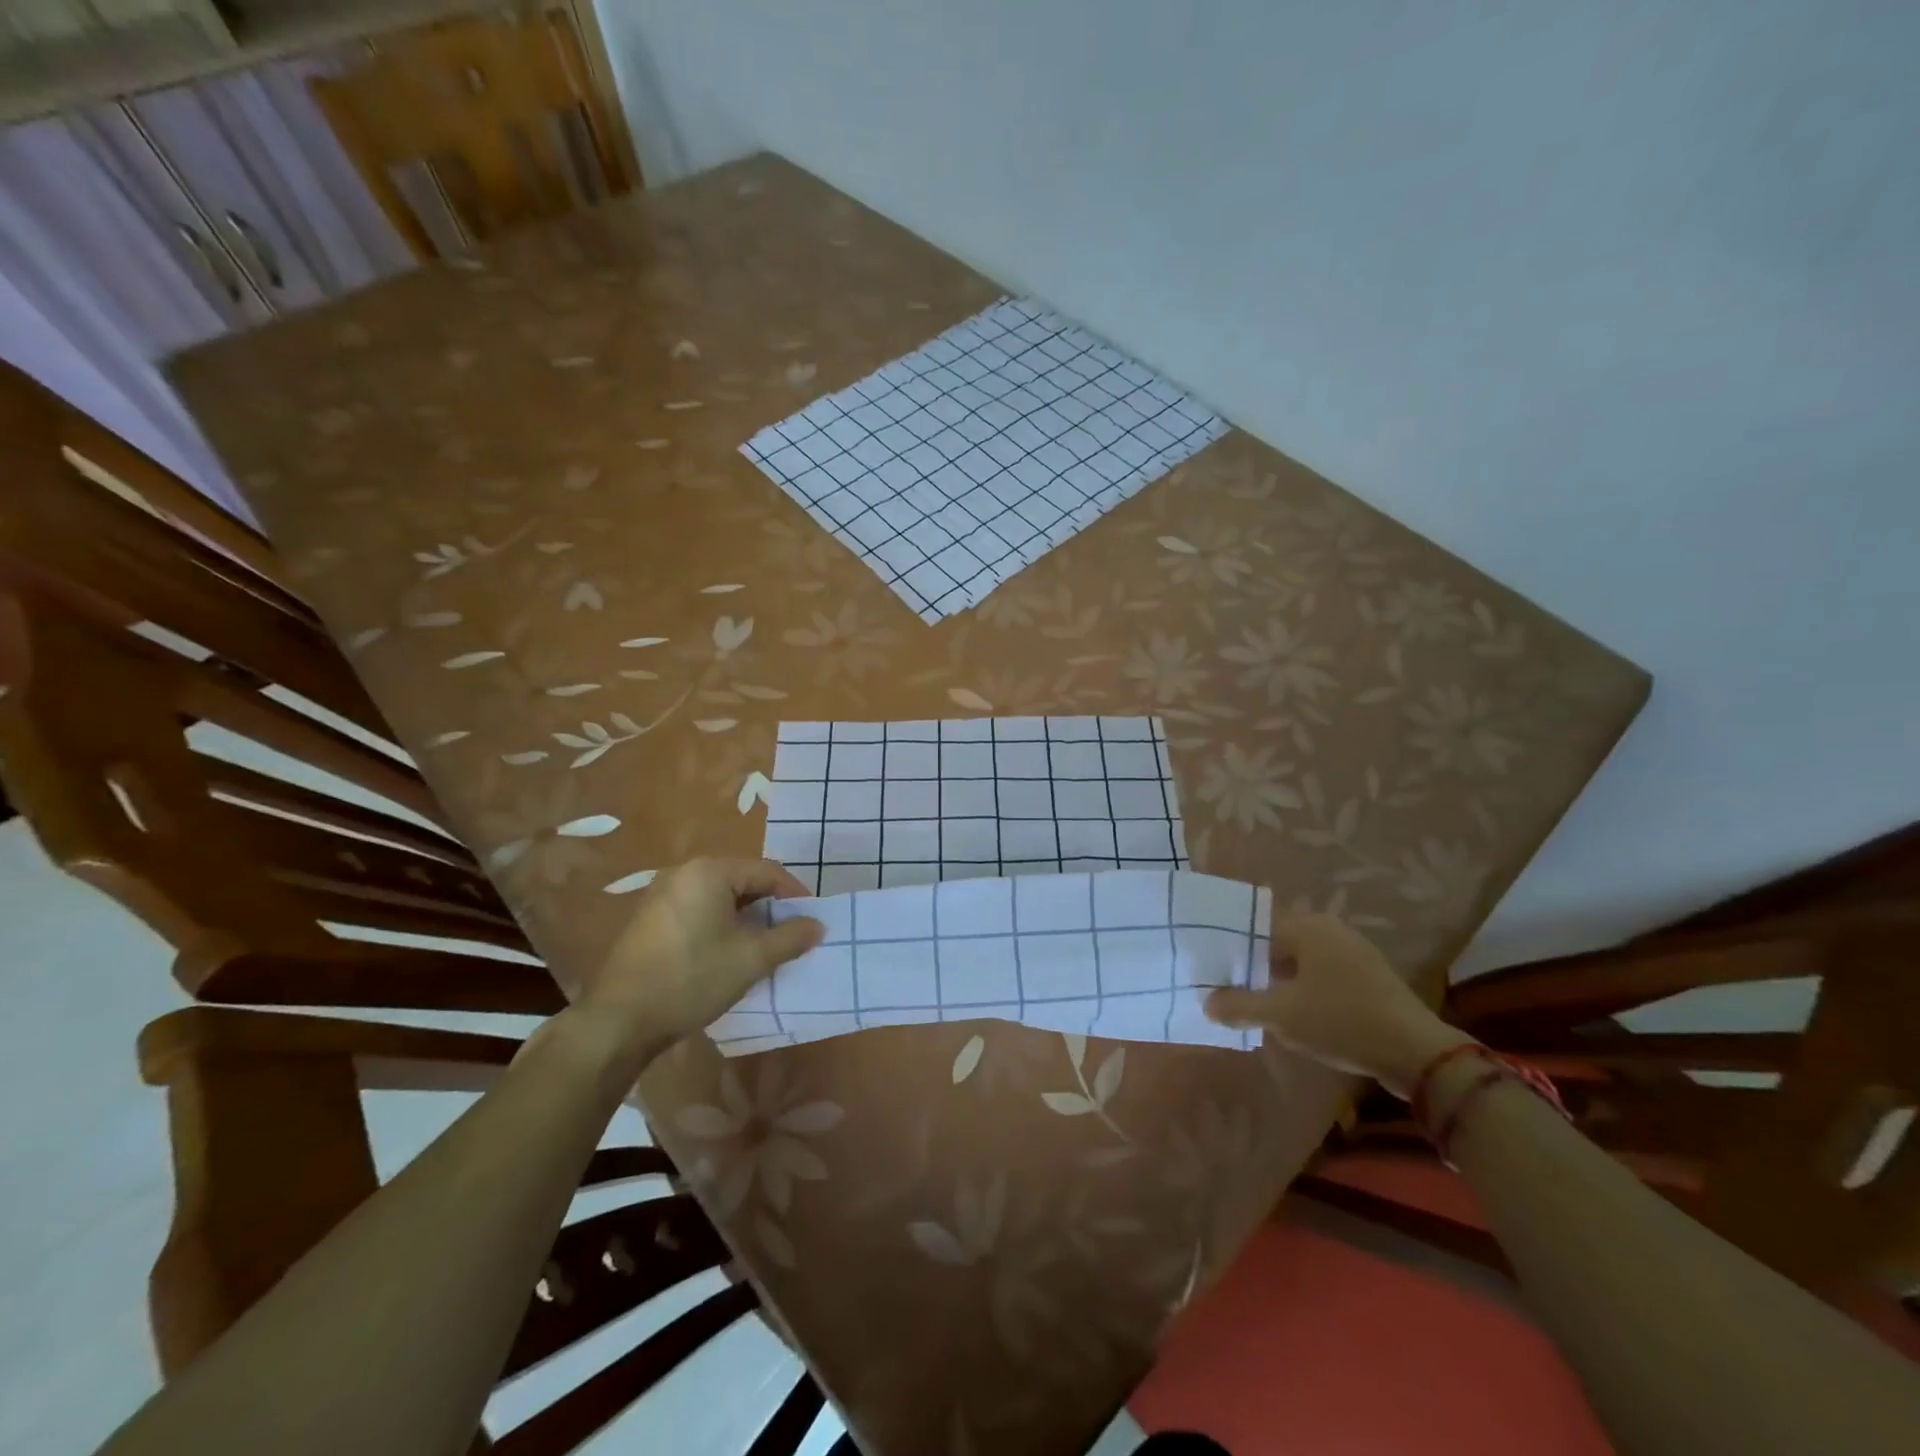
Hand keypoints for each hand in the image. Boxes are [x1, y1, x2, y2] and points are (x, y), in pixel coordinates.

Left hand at [579, 858, 823, 1051]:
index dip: (795, 895)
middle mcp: (684, 872)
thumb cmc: (692, 979)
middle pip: (742, 881)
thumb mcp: (751, 959)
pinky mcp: (649, 918)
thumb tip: (817, 925)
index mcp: (710, 871)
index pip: (767, 872)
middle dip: (770, 906)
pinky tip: (727, 952)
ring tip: (763, 946)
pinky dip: (720, 924)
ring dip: (746, 917)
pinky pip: (698, 909)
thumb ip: (790, 937)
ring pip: (719, 897)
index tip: (812, 920)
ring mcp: (662, 894)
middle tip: (790, 934)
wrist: (621, 1019)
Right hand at [1205, 911, 1472, 1096]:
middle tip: (1229, 989)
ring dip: (1279, 980)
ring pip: (1301, 960)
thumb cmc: (1341, 1021)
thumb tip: (1208, 1003)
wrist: (1417, 1053)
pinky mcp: (1369, 977)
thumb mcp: (1281, 1015)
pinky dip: (1304, 988)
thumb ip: (1239, 1005)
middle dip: (1254, 966)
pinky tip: (1295, 1013)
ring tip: (1257, 1004)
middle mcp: (1330, 929)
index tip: (1214, 970)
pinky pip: (1323, 974)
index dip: (1232, 949)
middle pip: (1278, 942)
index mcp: (1307, 926)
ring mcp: (1353, 951)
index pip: (1255, 927)